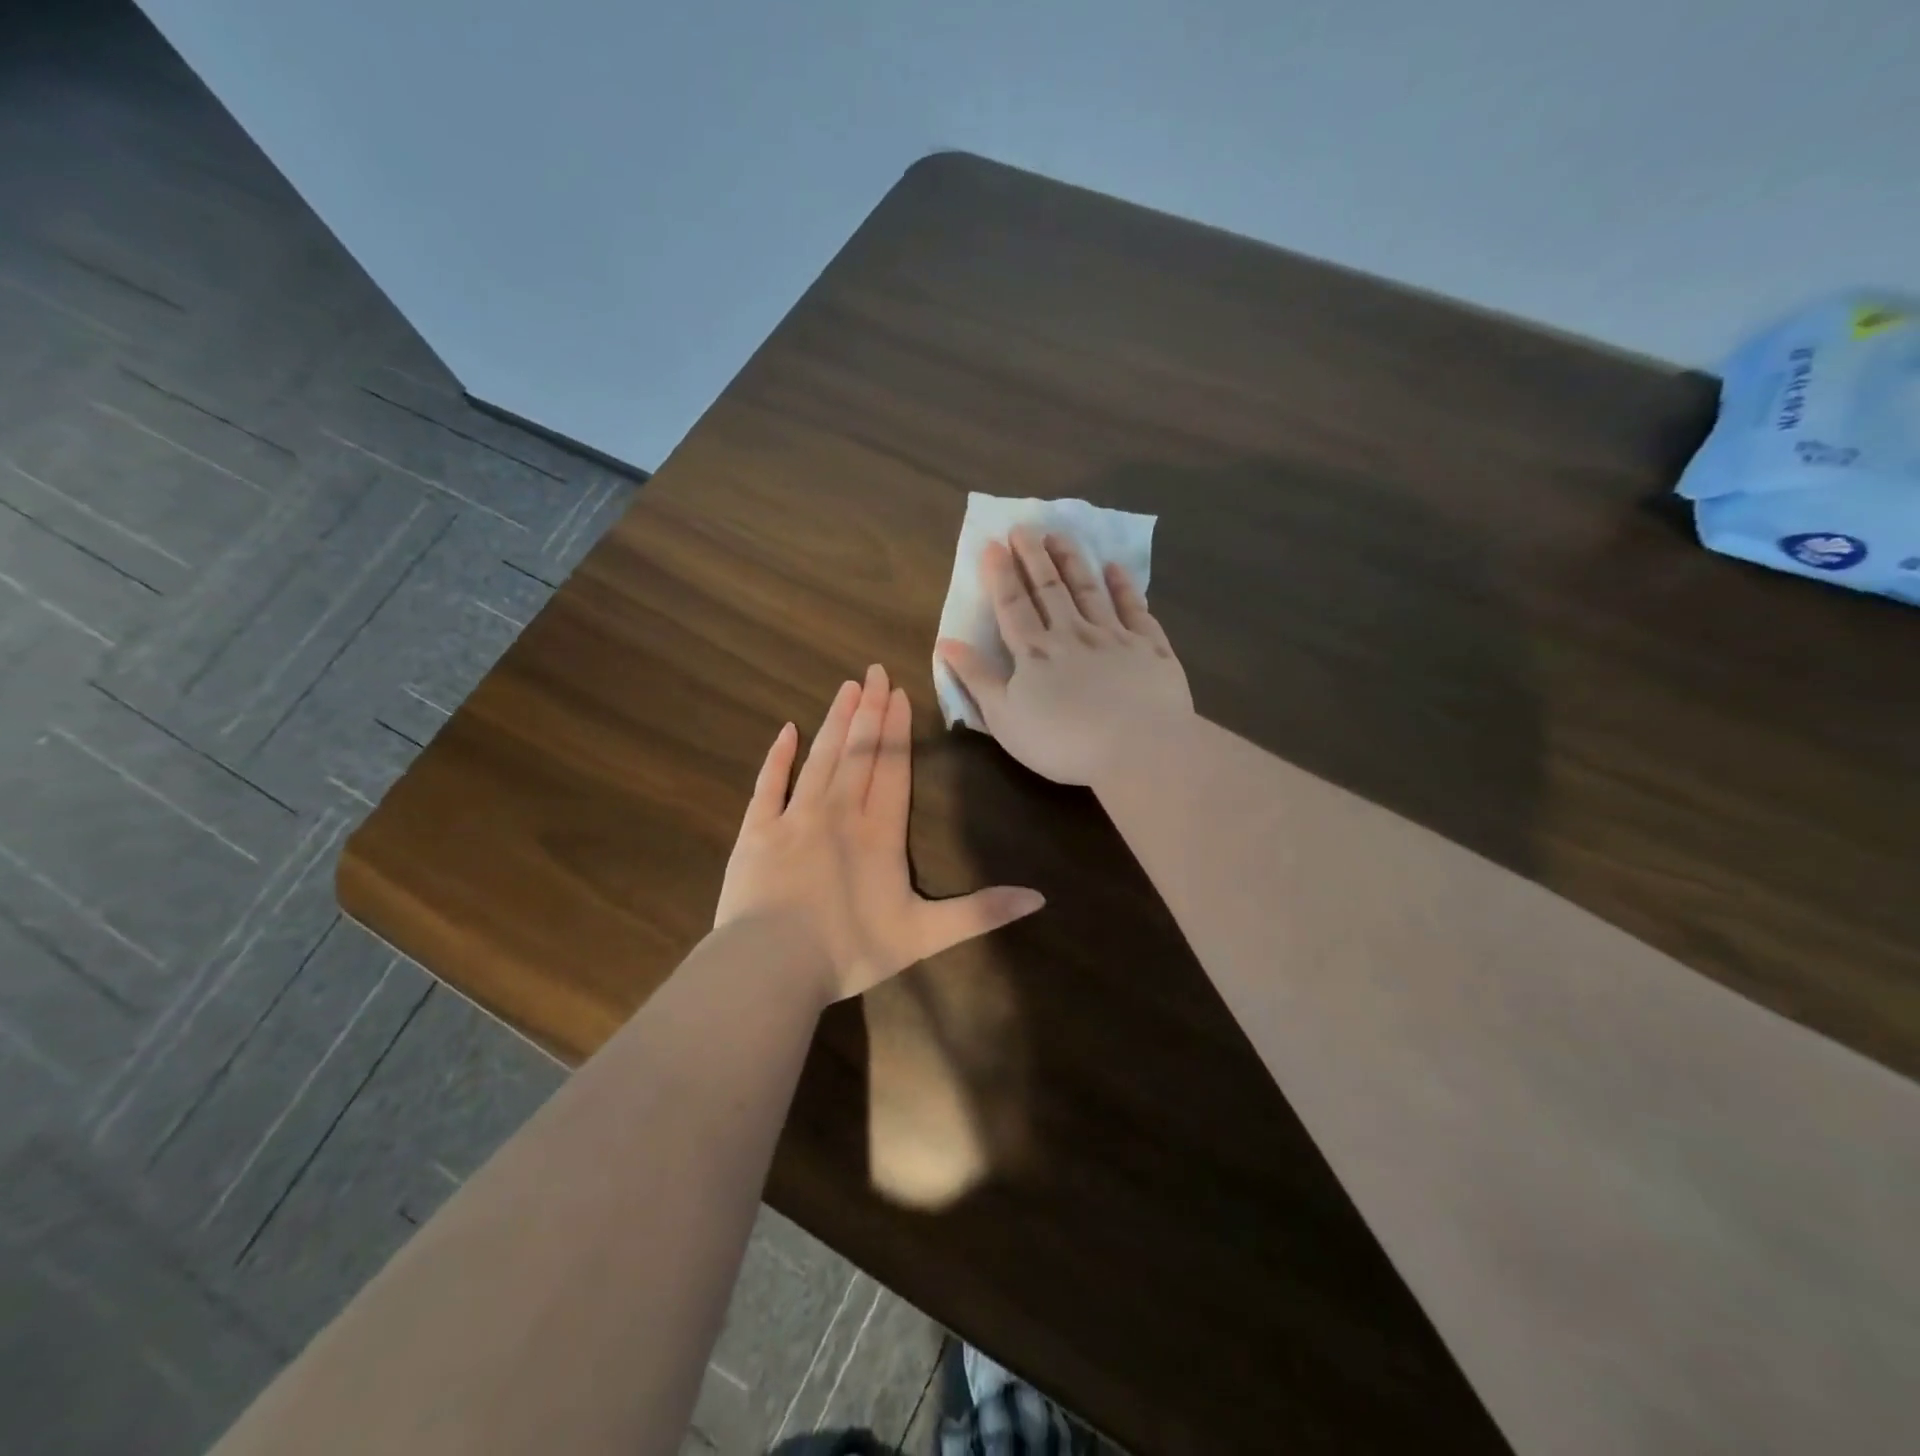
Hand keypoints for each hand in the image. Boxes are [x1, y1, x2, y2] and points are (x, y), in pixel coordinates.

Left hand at [714, 665, 1045, 1003]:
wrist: (772, 966)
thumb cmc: (850, 950)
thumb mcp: (925, 936)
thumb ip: (981, 913)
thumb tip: (1040, 898)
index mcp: (879, 832)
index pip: (893, 769)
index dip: (897, 730)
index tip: (898, 693)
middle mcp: (839, 812)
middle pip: (858, 752)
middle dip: (868, 711)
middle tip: (873, 671)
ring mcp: (794, 817)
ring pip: (820, 758)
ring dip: (834, 722)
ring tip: (846, 688)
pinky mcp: (757, 831)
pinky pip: (768, 784)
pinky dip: (778, 757)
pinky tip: (786, 731)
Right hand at [937, 526, 1193, 786]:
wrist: (1137, 748)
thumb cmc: (1062, 741)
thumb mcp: (1004, 717)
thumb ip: (976, 678)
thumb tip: (946, 642)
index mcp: (1034, 652)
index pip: (1012, 605)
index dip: (1000, 575)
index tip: (993, 544)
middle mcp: (1072, 634)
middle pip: (1049, 589)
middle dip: (1033, 557)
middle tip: (1024, 527)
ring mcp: (1114, 637)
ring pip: (1089, 590)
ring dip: (1072, 561)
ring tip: (1060, 535)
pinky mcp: (1150, 648)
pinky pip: (1134, 609)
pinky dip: (1124, 586)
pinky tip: (1115, 568)